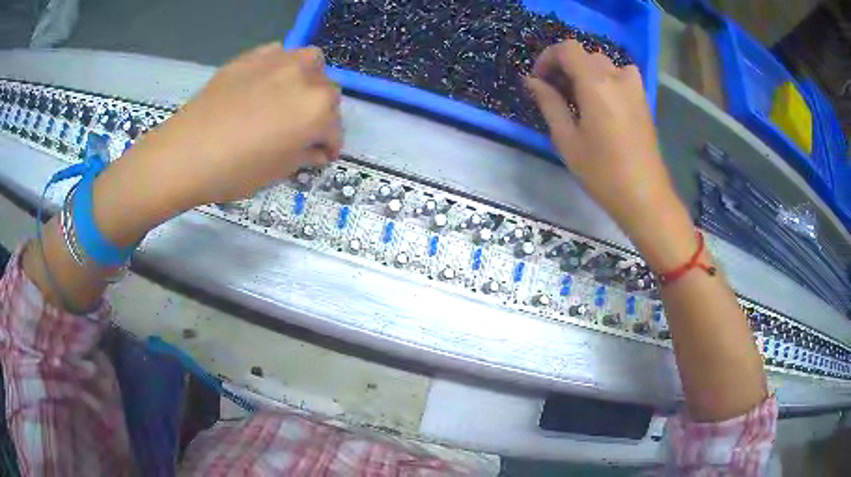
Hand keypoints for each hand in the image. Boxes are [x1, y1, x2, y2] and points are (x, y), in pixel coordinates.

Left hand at [93, 43, 341, 245]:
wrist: (185, 153)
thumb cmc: (235, 170)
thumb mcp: (279, 171)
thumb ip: (306, 155)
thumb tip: (317, 149)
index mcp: (317, 110)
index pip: (335, 128)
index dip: (329, 145)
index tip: (321, 155)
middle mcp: (306, 77)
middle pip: (327, 92)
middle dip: (320, 112)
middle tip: (301, 130)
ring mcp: (278, 61)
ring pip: (309, 63)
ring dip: (307, 81)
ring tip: (288, 98)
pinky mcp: (252, 56)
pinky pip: (279, 54)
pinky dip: (281, 67)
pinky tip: (266, 83)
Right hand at [525, 40, 695, 269]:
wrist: (644, 196)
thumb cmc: (602, 172)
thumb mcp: (567, 139)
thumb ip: (548, 103)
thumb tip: (532, 81)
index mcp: (596, 83)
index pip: (567, 49)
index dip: (548, 58)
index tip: (539, 80)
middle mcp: (617, 77)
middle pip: (585, 55)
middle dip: (565, 67)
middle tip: (555, 93)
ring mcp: (634, 88)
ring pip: (604, 64)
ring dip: (586, 73)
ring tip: (578, 98)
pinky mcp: (643, 100)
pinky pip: (621, 76)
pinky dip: (605, 80)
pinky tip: (602, 103)